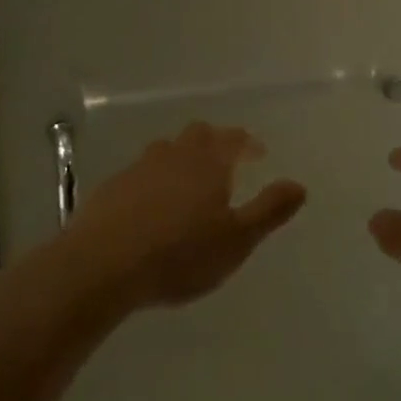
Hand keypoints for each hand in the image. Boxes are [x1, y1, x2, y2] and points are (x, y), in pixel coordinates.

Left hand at [67, 123, 306, 310]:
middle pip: (198, 135)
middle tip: (226, 162)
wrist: (101, 266)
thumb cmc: (180, 254)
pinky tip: (151, 205)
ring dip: (182, 159)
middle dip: (215, 143)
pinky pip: (140, 173)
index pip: (233, 139)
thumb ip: (270, 210)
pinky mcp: (111, 187)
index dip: (247, 143)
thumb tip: (299, 185)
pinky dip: (154, 180)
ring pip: (166, 151)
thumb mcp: (237, 240)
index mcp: (208, 163)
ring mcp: (138, 168)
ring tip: (189, 183)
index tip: (258, 154)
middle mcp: (174, 155)